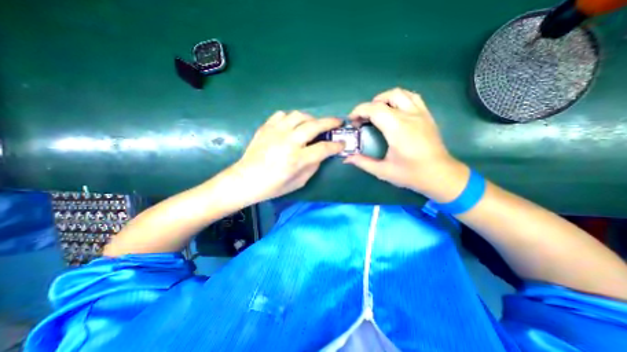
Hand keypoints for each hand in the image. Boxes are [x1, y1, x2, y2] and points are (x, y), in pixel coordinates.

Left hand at [225, 109, 341, 202]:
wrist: (246, 180)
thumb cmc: (273, 186)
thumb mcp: (299, 182)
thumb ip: (313, 166)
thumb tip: (321, 154)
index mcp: (297, 159)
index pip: (324, 148)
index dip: (336, 146)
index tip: (342, 143)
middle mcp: (288, 142)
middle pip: (314, 125)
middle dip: (330, 122)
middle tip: (337, 122)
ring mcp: (276, 132)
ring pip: (299, 115)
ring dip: (311, 118)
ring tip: (314, 124)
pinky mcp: (266, 127)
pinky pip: (282, 115)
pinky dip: (291, 118)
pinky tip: (292, 125)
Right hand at [343, 87, 469, 198]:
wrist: (440, 175)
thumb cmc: (411, 174)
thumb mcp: (383, 171)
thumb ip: (363, 163)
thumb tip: (347, 158)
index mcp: (397, 129)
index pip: (375, 109)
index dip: (359, 111)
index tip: (352, 120)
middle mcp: (409, 116)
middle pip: (386, 98)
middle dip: (369, 105)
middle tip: (363, 119)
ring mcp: (420, 113)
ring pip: (400, 93)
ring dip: (384, 99)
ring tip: (376, 112)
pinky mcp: (427, 115)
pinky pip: (412, 97)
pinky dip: (399, 99)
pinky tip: (394, 110)